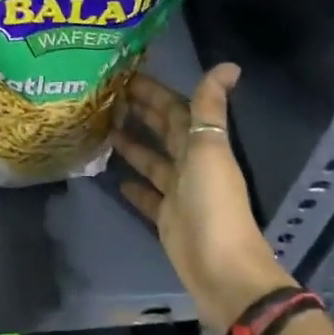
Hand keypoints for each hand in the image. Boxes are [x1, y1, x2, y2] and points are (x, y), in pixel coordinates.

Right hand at [112, 65, 292, 333]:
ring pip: (153, 160)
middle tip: (106, 97)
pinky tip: (115, 178)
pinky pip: (148, 196)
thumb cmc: (213, 203)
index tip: (124, 75)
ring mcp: (178, 192)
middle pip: (164, 131)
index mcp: (203, 144)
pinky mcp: (166, 218)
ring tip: (104, 128)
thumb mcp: (209, 149)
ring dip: (133, 144)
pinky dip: (134, 186)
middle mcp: (191, 164)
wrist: (221, 269)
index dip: (154, 91)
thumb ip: (210, 108)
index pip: (176, 109)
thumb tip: (229, 65)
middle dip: (141, 112)